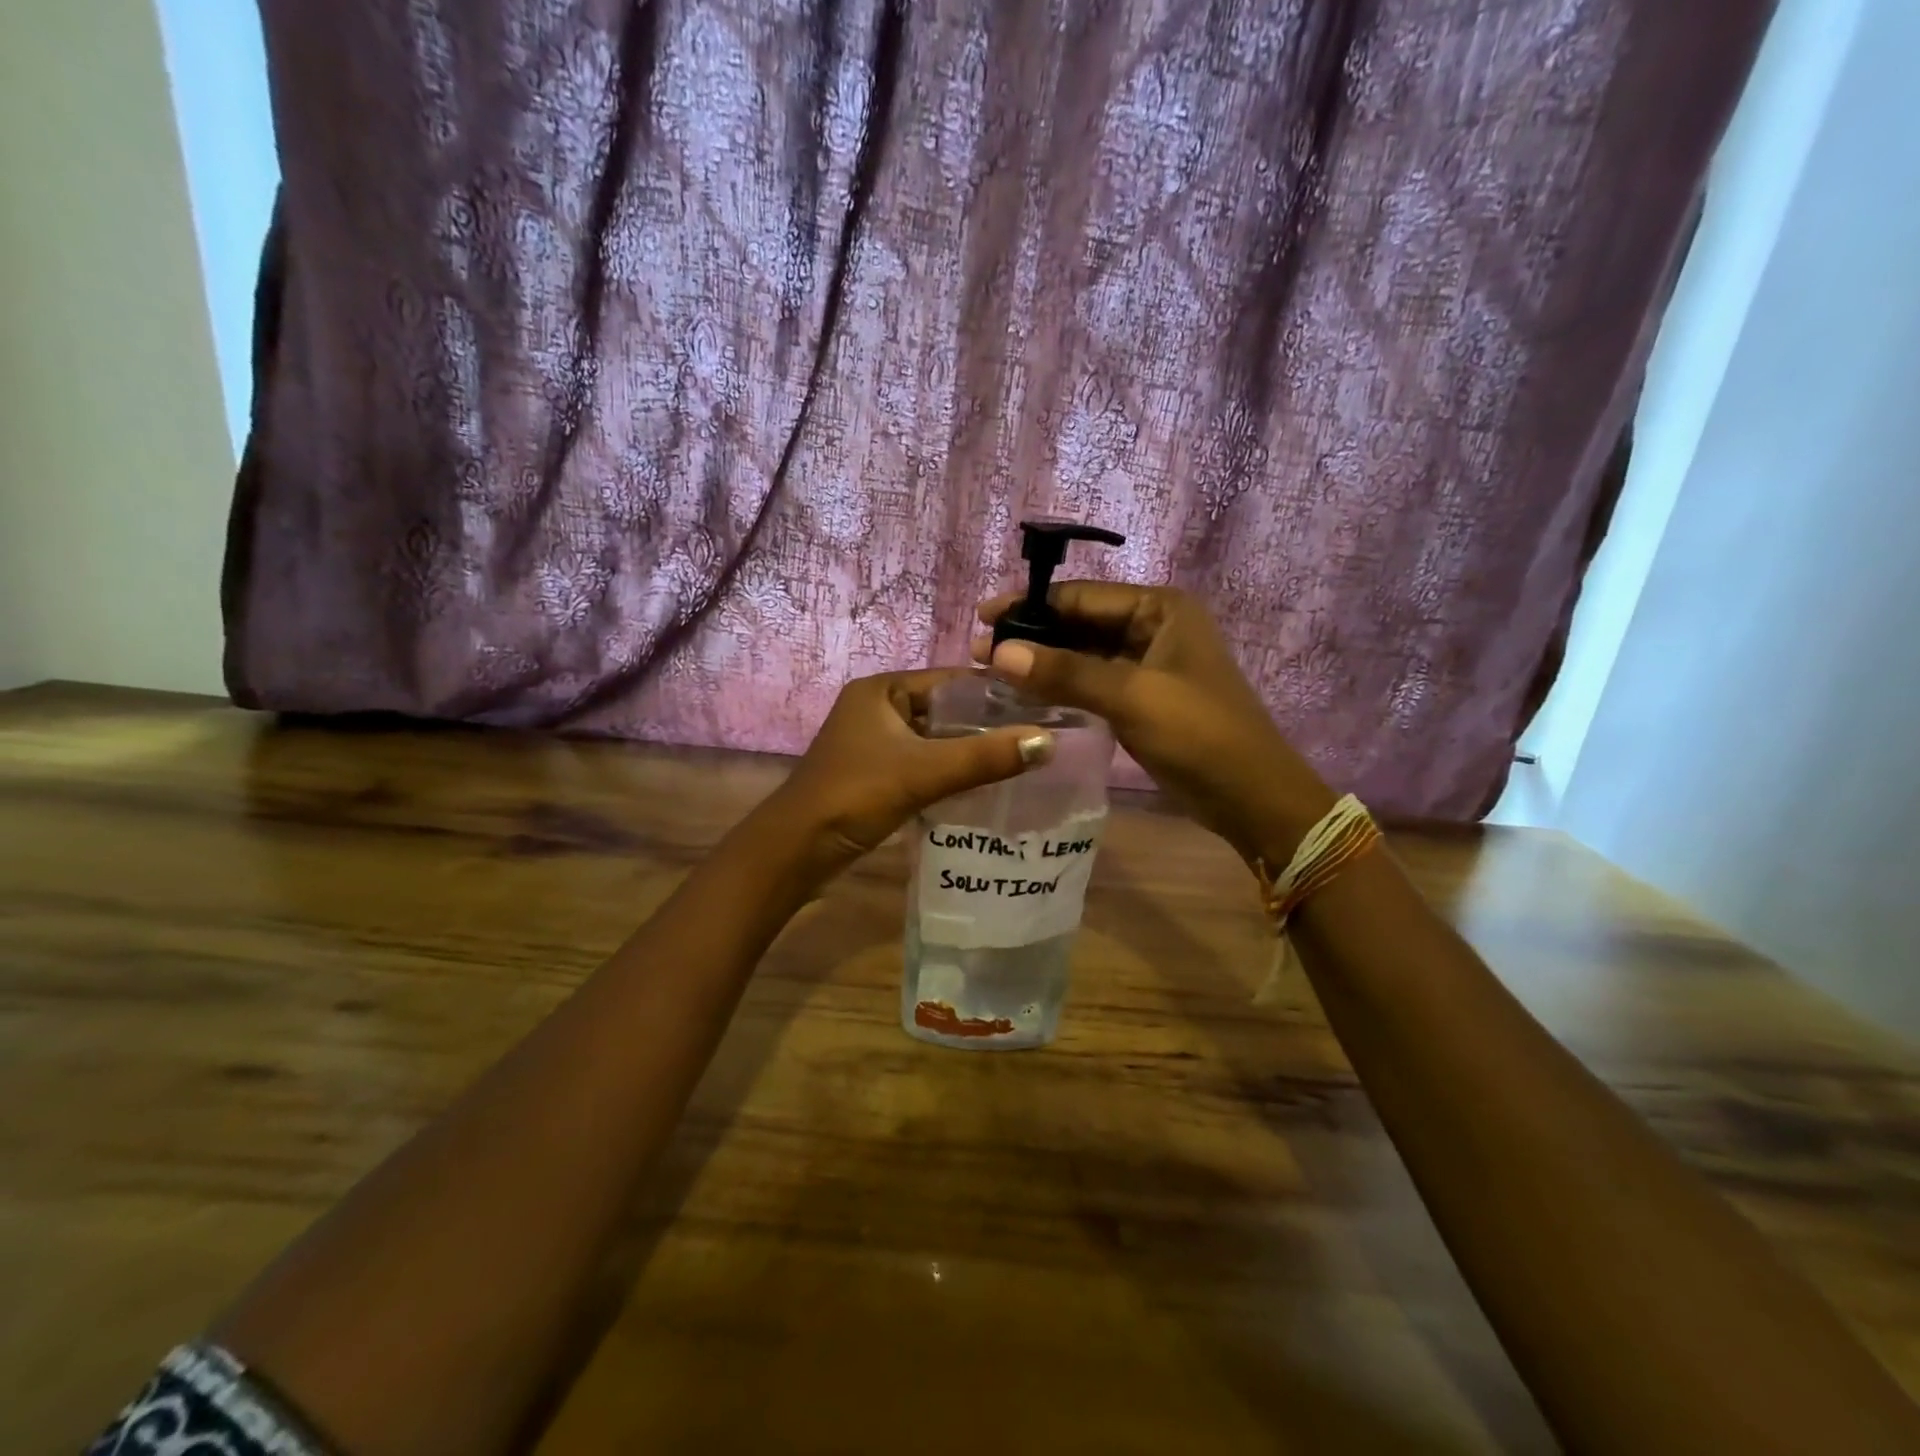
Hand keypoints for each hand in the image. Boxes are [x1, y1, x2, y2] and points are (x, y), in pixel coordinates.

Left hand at [763, 669, 1053, 872]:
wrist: (796, 849)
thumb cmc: (855, 795)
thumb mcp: (923, 772)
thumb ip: (984, 757)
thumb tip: (1048, 741)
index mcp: (883, 689)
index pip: (952, 679)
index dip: (995, 691)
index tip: (1043, 704)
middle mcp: (879, 707)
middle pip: (945, 709)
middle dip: (987, 723)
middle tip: (1040, 735)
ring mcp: (876, 742)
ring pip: (936, 739)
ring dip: (971, 749)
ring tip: (1024, 758)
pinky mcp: (877, 773)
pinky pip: (925, 763)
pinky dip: (951, 770)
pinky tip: (986, 783)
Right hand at [974, 583, 1334, 864]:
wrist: (1250, 796)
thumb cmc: (1199, 734)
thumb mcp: (1131, 697)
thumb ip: (1064, 672)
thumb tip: (997, 652)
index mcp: (1160, 608)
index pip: (1083, 597)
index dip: (1030, 607)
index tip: (982, 619)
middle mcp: (1154, 627)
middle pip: (1081, 623)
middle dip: (1033, 636)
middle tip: (979, 652)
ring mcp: (1149, 664)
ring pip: (1084, 655)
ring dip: (1044, 663)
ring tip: (993, 674)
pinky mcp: (1143, 698)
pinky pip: (1094, 682)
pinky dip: (1062, 686)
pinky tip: (1028, 696)